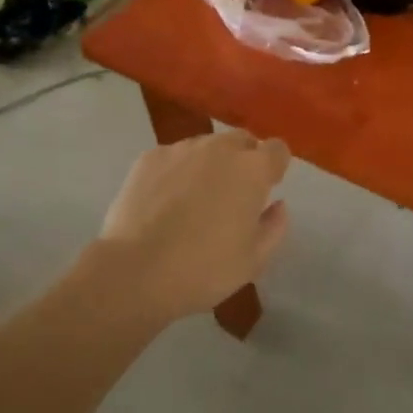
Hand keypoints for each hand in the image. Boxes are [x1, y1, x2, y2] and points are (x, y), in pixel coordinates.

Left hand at [98, 131, 290, 320]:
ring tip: (193, 200)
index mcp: (252, 170)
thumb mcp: (253, 261)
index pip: (277, 149)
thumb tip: (278, 205)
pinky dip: (176, 172)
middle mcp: (220, 148)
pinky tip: (163, 202)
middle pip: (242, 140)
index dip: (275, 166)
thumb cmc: (203, 269)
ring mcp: (182, 149)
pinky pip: (173, 157)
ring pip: (206, 146)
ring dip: (209, 164)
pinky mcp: (150, 157)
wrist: (135, 271)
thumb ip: (274, 227)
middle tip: (232, 195)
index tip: (267, 188)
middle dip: (244, 160)